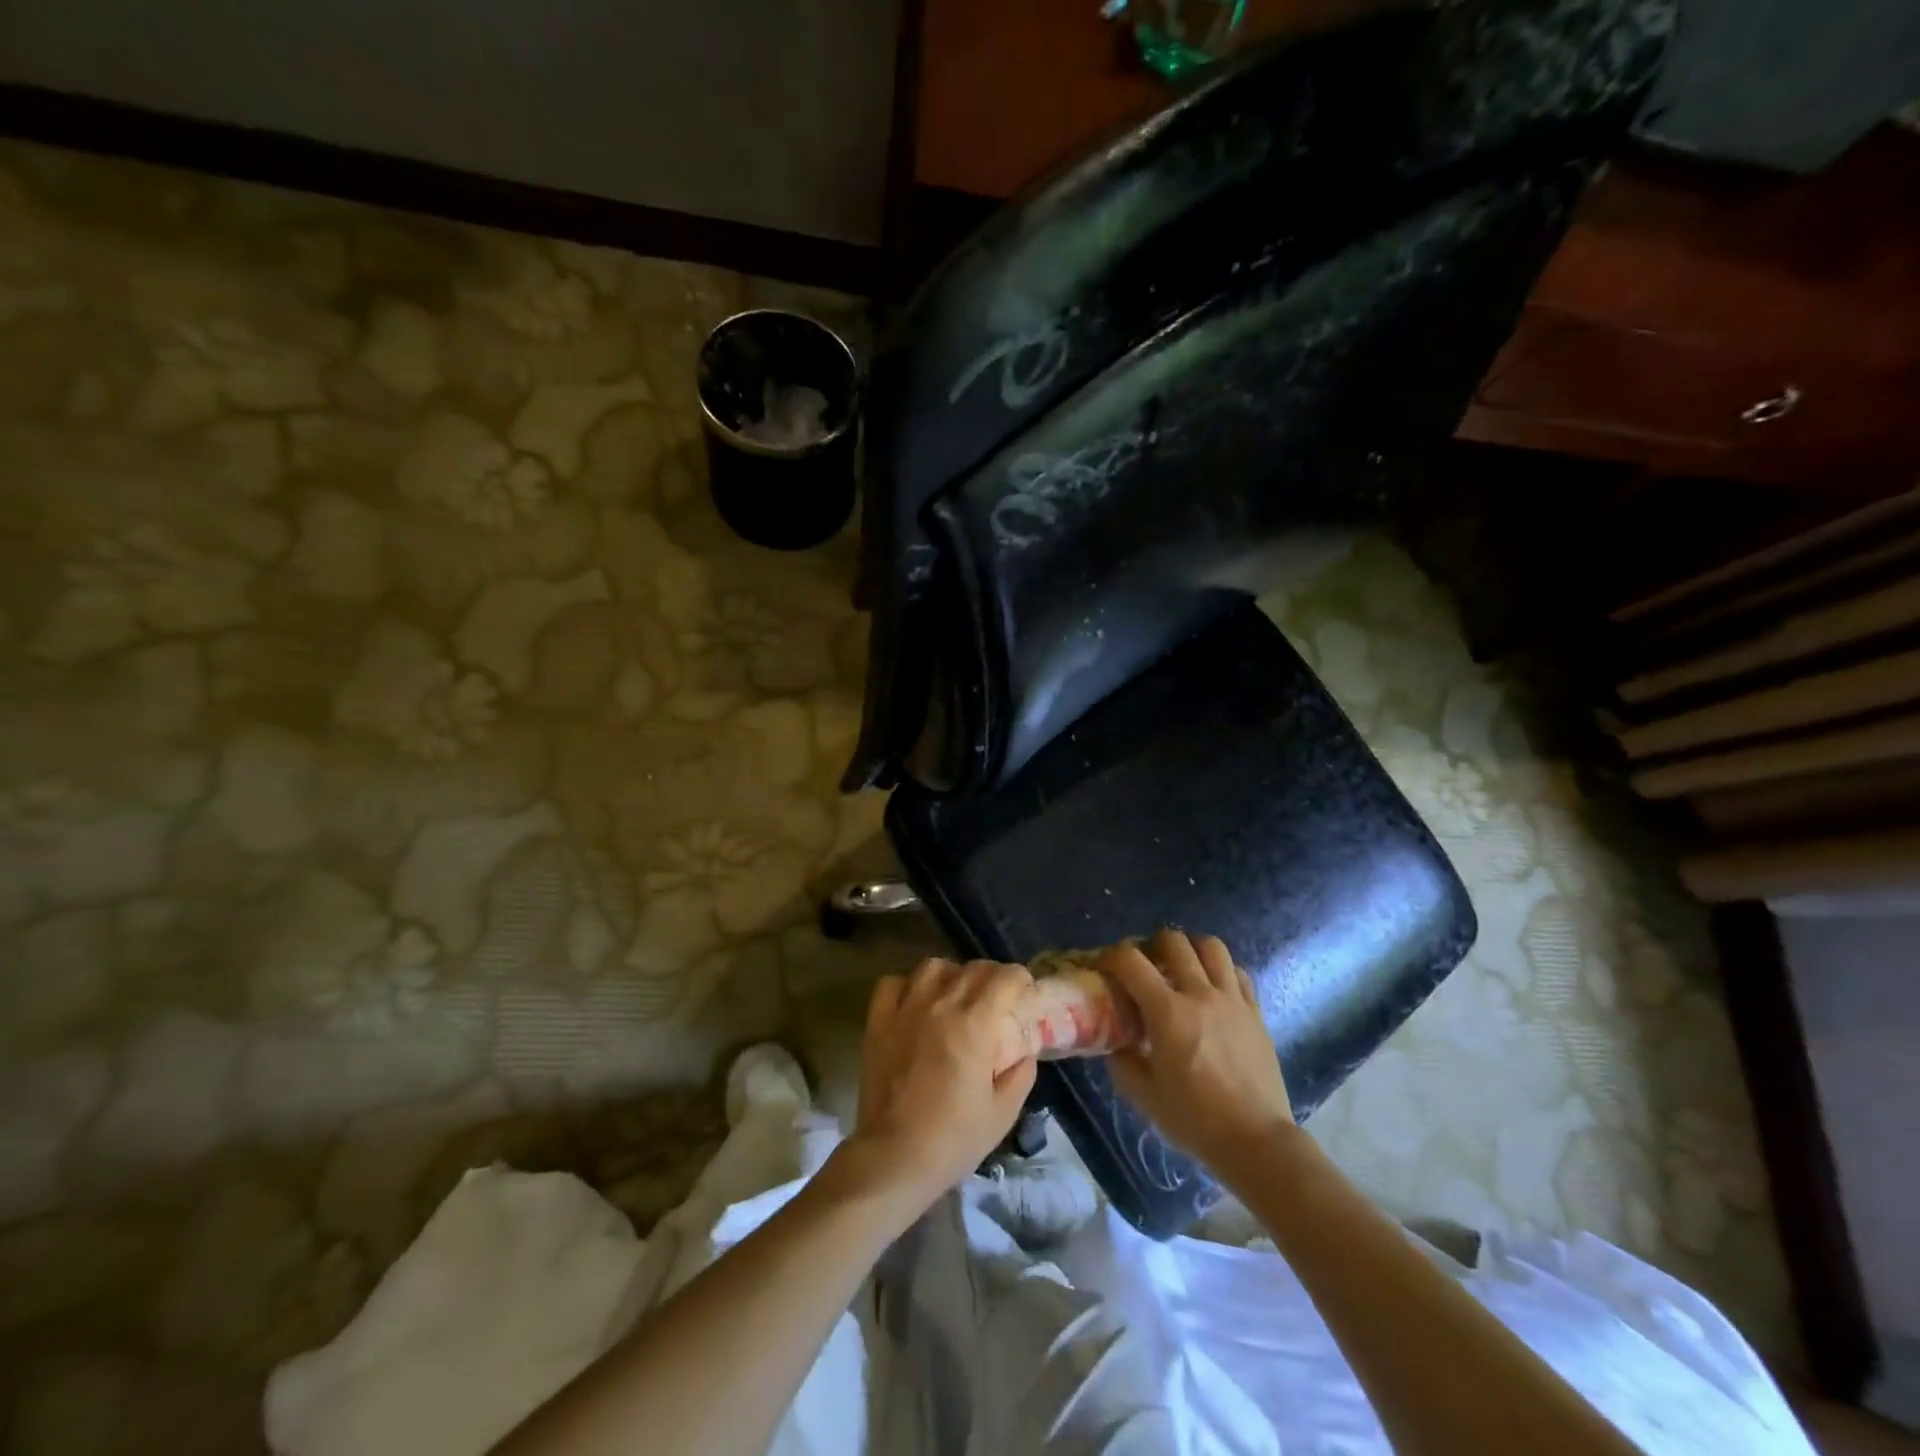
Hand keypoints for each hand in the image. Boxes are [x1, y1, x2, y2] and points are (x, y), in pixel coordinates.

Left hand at [837, 957, 1038, 1213]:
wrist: (894, 1157)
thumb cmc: (953, 1139)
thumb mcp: (1003, 1113)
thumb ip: (1020, 1073)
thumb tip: (1024, 1050)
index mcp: (975, 1024)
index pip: (1004, 977)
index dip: (1020, 979)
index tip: (1024, 992)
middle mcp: (940, 1004)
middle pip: (972, 968)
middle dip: (991, 976)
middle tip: (996, 997)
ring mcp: (905, 1009)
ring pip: (932, 967)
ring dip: (951, 975)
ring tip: (954, 994)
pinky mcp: (878, 1021)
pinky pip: (892, 983)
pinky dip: (907, 985)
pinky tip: (915, 1002)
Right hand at [1101, 930, 1294, 1176]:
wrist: (1256, 1141)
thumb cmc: (1195, 1119)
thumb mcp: (1144, 1095)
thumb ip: (1122, 1061)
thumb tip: (1115, 1041)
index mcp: (1167, 1012)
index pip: (1131, 961)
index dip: (1112, 956)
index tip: (1106, 967)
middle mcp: (1200, 994)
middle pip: (1174, 941)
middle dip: (1152, 944)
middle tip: (1146, 964)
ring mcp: (1232, 1000)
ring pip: (1212, 946)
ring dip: (1191, 949)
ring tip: (1182, 968)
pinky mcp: (1255, 1012)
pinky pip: (1238, 972)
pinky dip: (1221, 970)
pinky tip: (1213, 989)